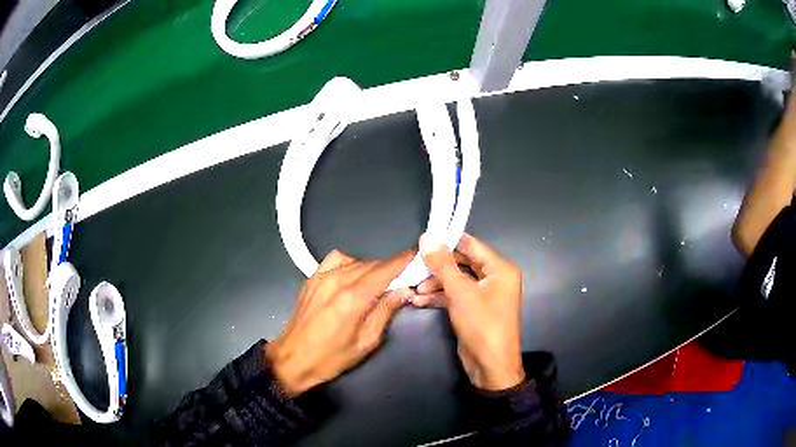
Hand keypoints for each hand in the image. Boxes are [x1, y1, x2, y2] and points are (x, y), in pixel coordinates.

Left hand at [265, 250, 413, 395]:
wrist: (294, 358)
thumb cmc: (332, 357)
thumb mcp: (367, 341)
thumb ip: (386, 311)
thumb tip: (405, 290)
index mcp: (354, 297)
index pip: (385, 270)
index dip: (404, 260)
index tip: (417, 255)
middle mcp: (338, 279)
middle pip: (373, 264)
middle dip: (390, 270)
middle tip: (401, 282)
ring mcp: (322, 276)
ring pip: (356, 261)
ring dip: (371, 269)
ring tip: (376, 285)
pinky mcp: (312, 277)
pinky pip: (337, 260)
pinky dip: (350, 263)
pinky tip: (351, 277)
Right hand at [413, 233, 524, 390]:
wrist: (490, 365)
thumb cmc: (481, 324)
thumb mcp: (460, 292)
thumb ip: (443, 264)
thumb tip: (428, 237)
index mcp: (500, 269)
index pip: (472, 245)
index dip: (448, 241)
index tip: (424, 238)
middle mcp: (495, 279)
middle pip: (462, 263)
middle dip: (438, 267)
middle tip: (414, 265)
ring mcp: (484, 295)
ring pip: (457, 281)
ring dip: (435, 284)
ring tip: (413, 288)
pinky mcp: (474, 310)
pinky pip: (456, 296)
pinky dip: (439, 297)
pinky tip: (418, 301)